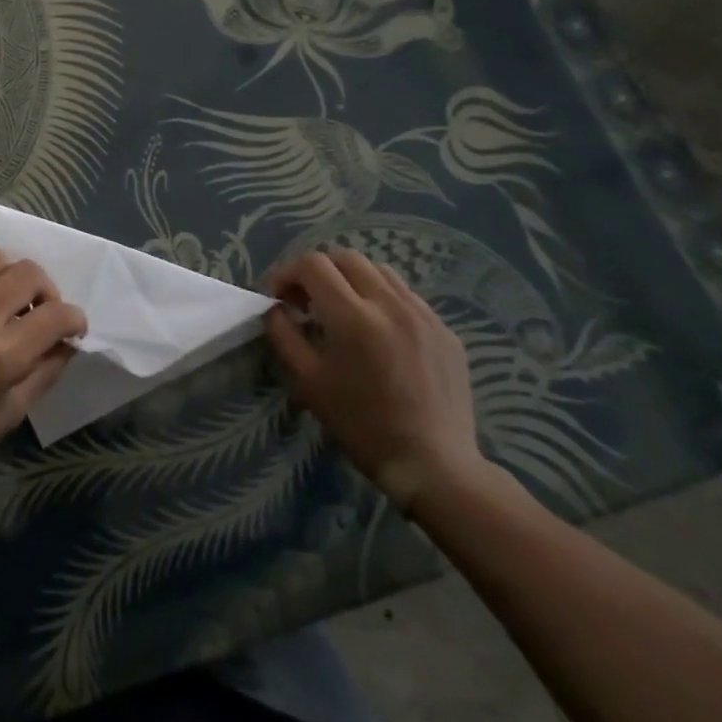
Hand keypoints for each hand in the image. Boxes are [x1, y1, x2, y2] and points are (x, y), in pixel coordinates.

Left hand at [0, 249, 85, 490]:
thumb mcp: (10, 413)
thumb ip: (45, 372)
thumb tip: (67, 342)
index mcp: (1, 357)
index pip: (56, 315)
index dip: (75, 319)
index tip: (72, 328)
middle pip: (28, 273)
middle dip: (47, 289)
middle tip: (41, 310)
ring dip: (10, 274)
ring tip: (6, 296)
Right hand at [264, 249, 483, 513]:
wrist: (432, 464)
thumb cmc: (361, 424)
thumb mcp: (308, 381)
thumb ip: (285, 335)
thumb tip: (276, 308)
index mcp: (353, 317)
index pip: (312, 265)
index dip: (287, 273)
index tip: (280, 299)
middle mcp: (390, 304)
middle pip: (346, 258)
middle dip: (318, 271)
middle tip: (307, 302)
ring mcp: (424, 315)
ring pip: (380, 271)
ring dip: (351, 280)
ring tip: (342, 311)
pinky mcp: (445, 331)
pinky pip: (407, 296)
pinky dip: (382, 299)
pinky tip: (377, 332)